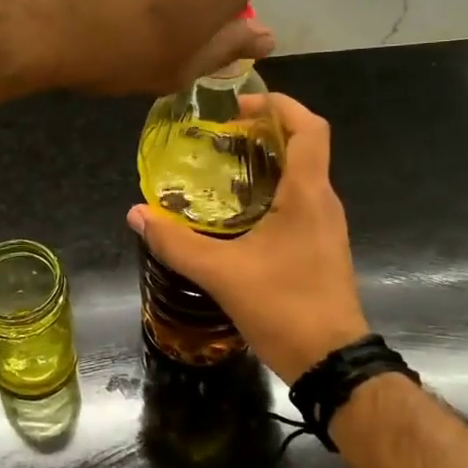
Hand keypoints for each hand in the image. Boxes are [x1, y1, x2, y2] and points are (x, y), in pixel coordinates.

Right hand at [128, 93, 368, 379]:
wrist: (332, 362)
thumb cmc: (285, 307)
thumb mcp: (222, 274)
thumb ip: (176, 243)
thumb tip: (136, 214)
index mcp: (308, 195)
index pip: (309, 128)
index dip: (279, 104)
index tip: (239, 105)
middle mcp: (323, 202)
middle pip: (303, 146)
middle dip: (264, 131)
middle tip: (219, 136)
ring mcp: (325, 226)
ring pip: (301, 175)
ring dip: (267, 162)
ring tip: (222, 167)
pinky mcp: (320, 247)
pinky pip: (298, 201)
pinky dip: (270, 190)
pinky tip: (237, 212)